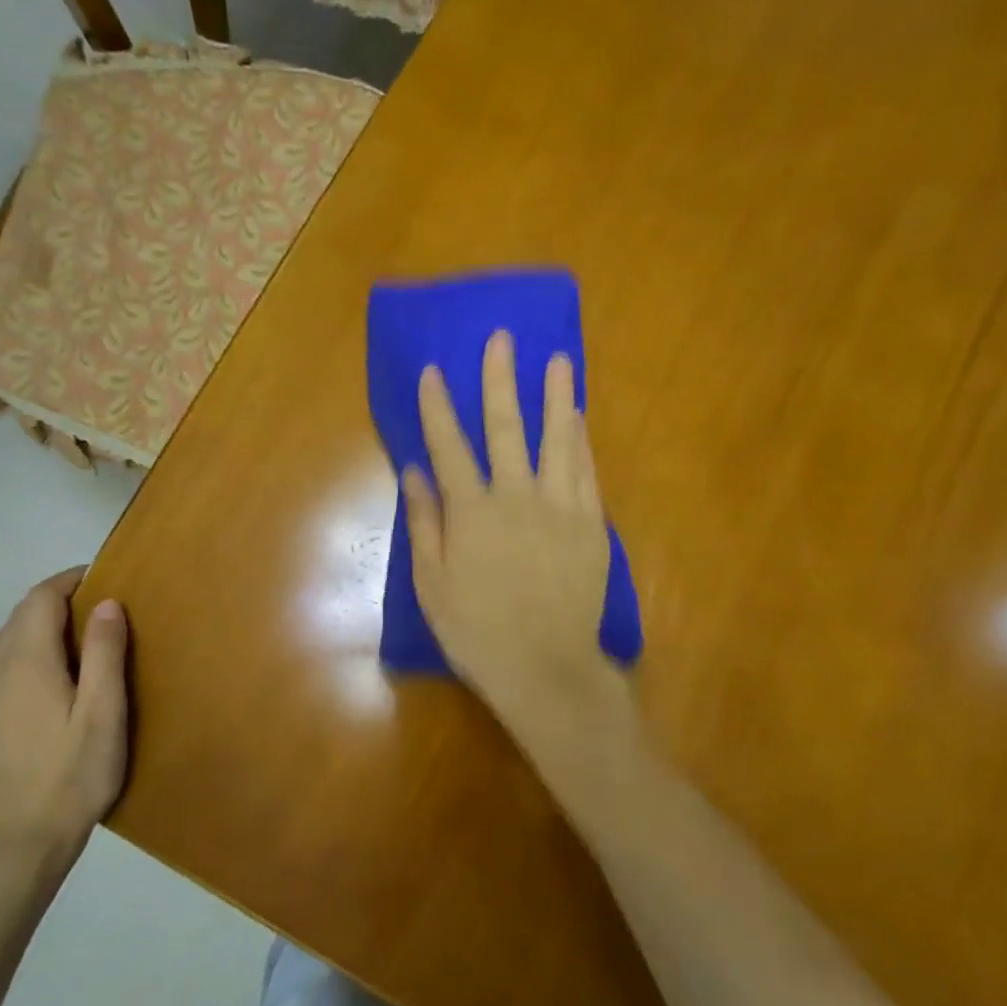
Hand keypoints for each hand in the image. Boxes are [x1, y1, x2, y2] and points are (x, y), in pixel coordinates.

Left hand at [0, 569, 129, 863]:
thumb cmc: (75, 775)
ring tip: (67, 654)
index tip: (96, 577)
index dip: (66, 580)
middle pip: (17, 620)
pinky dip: (13, 669)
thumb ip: (104, 653)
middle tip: (92, 617)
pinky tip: (34, 697)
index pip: (39, 599)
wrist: (20, 843)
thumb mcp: (105, 713)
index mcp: (25, 663)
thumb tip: (104, 602)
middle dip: (52, 607)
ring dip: (31, 637)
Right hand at [403, 330, 624, 750]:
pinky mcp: (592, 525)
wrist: (546, 667)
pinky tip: (579, 418)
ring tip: (558, 359)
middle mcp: (517, 497)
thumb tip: (414, 473)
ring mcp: (561, 508)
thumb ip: (425, 524)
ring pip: (557, 440)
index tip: (432, 370)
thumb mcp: (433, 585)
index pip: (449, 446)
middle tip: (502, 338)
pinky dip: (580, 441)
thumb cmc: (478, 632)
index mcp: (472, 512)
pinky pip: (586, 472)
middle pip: (506, 428)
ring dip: (555, 396)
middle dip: (500, 379)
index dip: (437, 406)